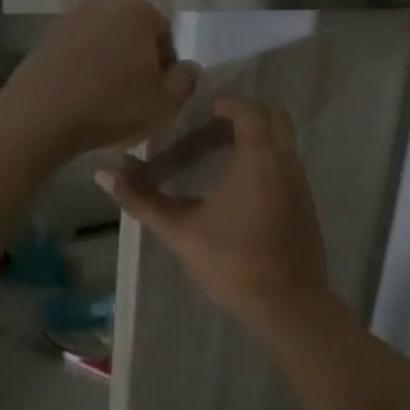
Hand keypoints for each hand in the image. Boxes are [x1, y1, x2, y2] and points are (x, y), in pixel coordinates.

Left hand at [0, 0, 199, 155]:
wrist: (41, 115)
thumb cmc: (112, 105)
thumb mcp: (166, 102)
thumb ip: (187, 80)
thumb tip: (187, 68)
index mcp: (138, 10)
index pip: (166, 35)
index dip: (167, 68)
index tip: (158, 95)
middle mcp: (103, 3)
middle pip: (132, 34)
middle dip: (137, 62)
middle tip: (134, 98)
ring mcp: (70, 19)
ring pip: (103, 43)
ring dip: (109, 65)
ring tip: (104, 100)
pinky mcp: (45, 38)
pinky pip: (77, 53)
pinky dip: (83, 70)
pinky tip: (80, 97)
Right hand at [98, 95, 333, 325]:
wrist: (288, 306)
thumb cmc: (232, 261)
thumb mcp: (179, 229)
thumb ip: (142, 198)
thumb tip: (103, 172)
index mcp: (259, 158)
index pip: (249, 110)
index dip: (225, 103)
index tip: (199, 109)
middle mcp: (286, 163)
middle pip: (273, 118)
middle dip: (243, 115)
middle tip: (208, 127)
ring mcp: (301, 185)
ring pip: (282, 144)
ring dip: (254, 140)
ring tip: (216, 156)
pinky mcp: (306, 207)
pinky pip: (286, 167)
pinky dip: (265, 162)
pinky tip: (238, 190)